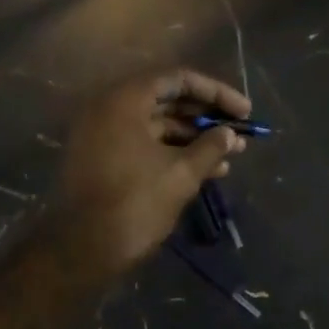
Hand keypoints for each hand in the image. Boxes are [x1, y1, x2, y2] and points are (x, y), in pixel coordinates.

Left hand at [50, 69, 248, 285]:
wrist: (83, 249)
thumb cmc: (136, 202)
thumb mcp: (182, 173)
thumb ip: (210, 147)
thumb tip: (229, 133)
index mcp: (125, 101)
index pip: (178, 79)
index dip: (216, 92)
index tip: (244, 111)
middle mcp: (110, 110)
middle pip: (168, 101)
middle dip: (207, 118)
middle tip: (239, 133)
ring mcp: (105, 136)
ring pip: (159, 127)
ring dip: (196, 139)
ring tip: (232, 156)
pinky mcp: (105, 162)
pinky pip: (146, 146)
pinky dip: (175, 154)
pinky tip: (209, 171)